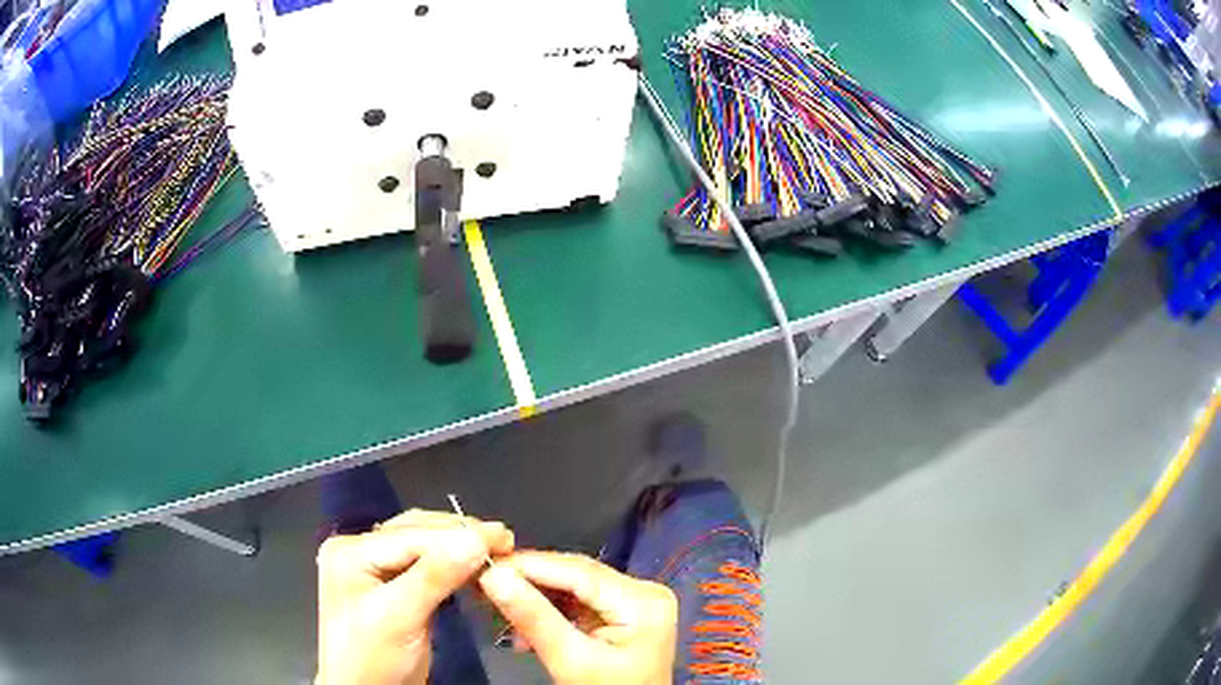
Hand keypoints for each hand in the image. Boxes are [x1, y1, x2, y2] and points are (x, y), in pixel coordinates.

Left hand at [316, 510, 512, 684]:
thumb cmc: (373, 659)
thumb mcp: (399, 617)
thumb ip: (435, 576)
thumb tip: (477, 538)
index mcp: (351, 551)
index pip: (412, 535)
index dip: (459, 534)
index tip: (505, 536)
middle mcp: (361, 550)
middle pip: (418, 534)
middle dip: (462, 538)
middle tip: (506, 544)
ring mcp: (376, 568)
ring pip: (426, 547)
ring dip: (460, 549)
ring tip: (496, 553)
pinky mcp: (395, 587)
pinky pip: (428, 566)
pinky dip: (455, 566)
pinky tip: (475, 569)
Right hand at [479, 551, 677, 684]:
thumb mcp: (569, 661)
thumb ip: (533, 617)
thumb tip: (493, 575)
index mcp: (643, 601)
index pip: (578, 571)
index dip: (528, 564)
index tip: (485, 564)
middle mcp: (644, 591)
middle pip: (576, 575)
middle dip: (529, 581)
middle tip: (484, 583)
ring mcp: (636, 601)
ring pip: (573, 586)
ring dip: (535, 598)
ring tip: (498, 608)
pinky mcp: (624, 613)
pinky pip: (579, 601)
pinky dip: (550, 612)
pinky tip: (523, 626)